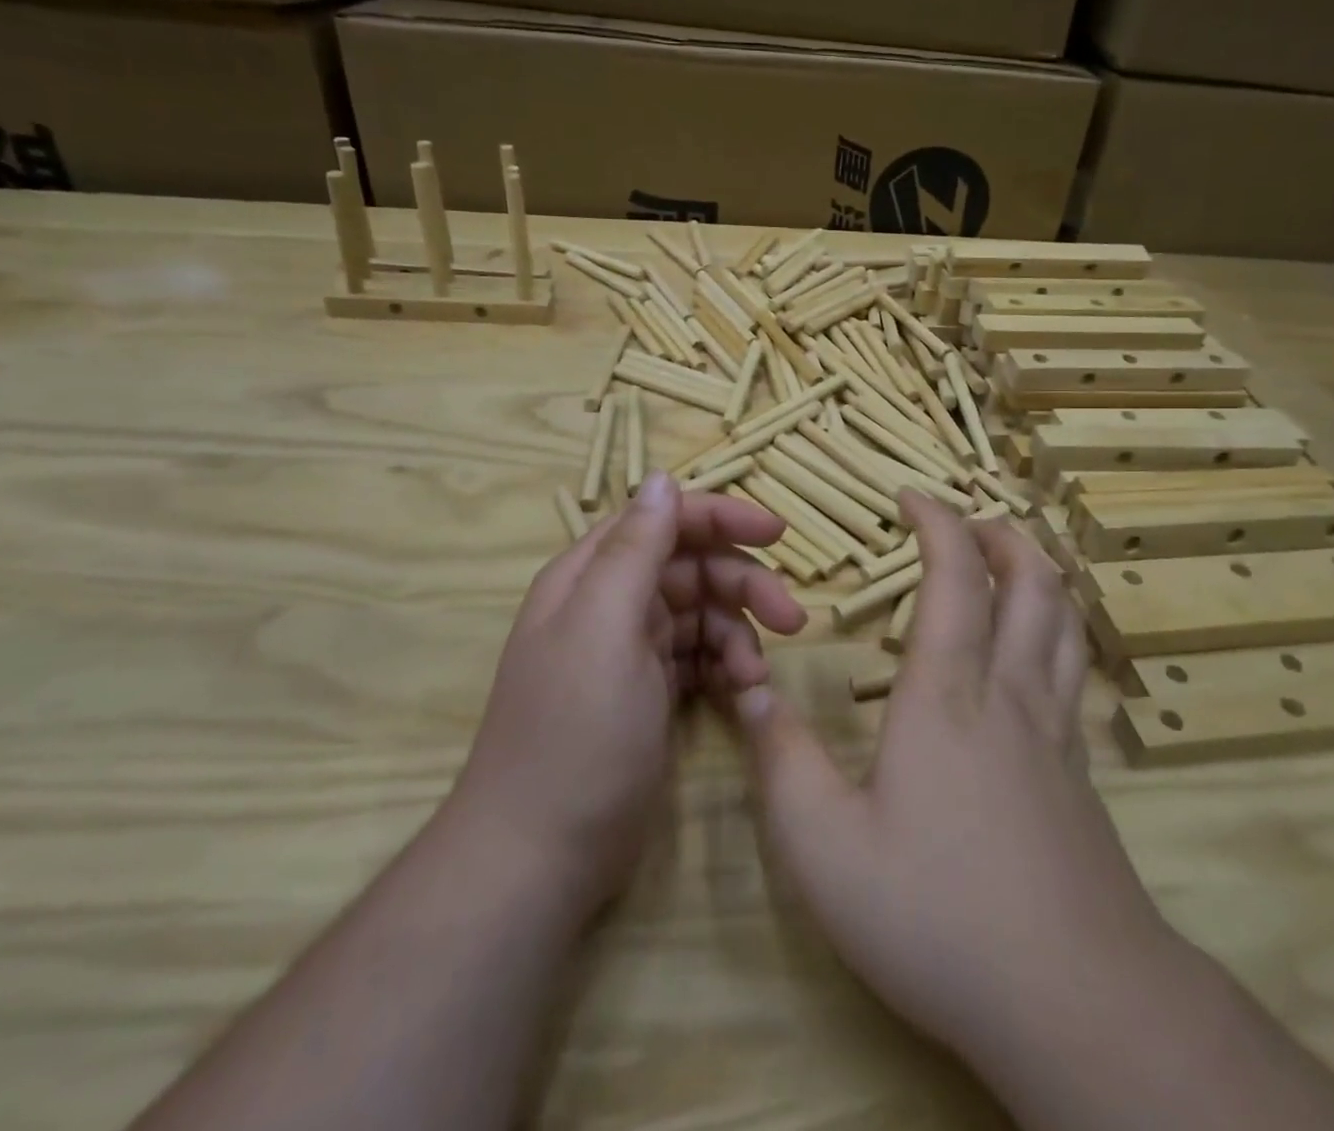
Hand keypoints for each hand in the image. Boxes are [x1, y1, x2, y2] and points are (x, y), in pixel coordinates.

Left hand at [454, 471, 805, 911]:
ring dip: (739, 634)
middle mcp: (611, 602)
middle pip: (693, 567)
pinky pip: (702, 656)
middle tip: (791, 620)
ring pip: (704, 613)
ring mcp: (631, 649)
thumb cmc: (575, 733)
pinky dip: (727, 666)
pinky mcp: (650, 690)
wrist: (542, 856)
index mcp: (592, 575)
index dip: (721, 518)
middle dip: (743, 585)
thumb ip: (634, 549)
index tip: (777, 535)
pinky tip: (742, 693)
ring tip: (755, 676)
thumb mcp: (604, 628)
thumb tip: (662, 477)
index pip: (663, 519)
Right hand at [732, 492, 1173, 1092]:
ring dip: (1039, 571)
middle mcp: (1010, 692)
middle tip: (966, 520)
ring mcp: (1056, 730)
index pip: (955, 575)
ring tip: (1009, 559)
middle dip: (1000, 533)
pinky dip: (1058, 628)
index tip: (911, 496)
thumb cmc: (937, 914)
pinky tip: (1036, 652)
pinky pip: (1075, 669)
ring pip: (1065, 619)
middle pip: (1031, 580)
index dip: (937, 521)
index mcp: (947, 692)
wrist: (1077, 1001)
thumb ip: (782, 759)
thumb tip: (748, 690)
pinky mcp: (1080, 771)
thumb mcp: (825, 847)